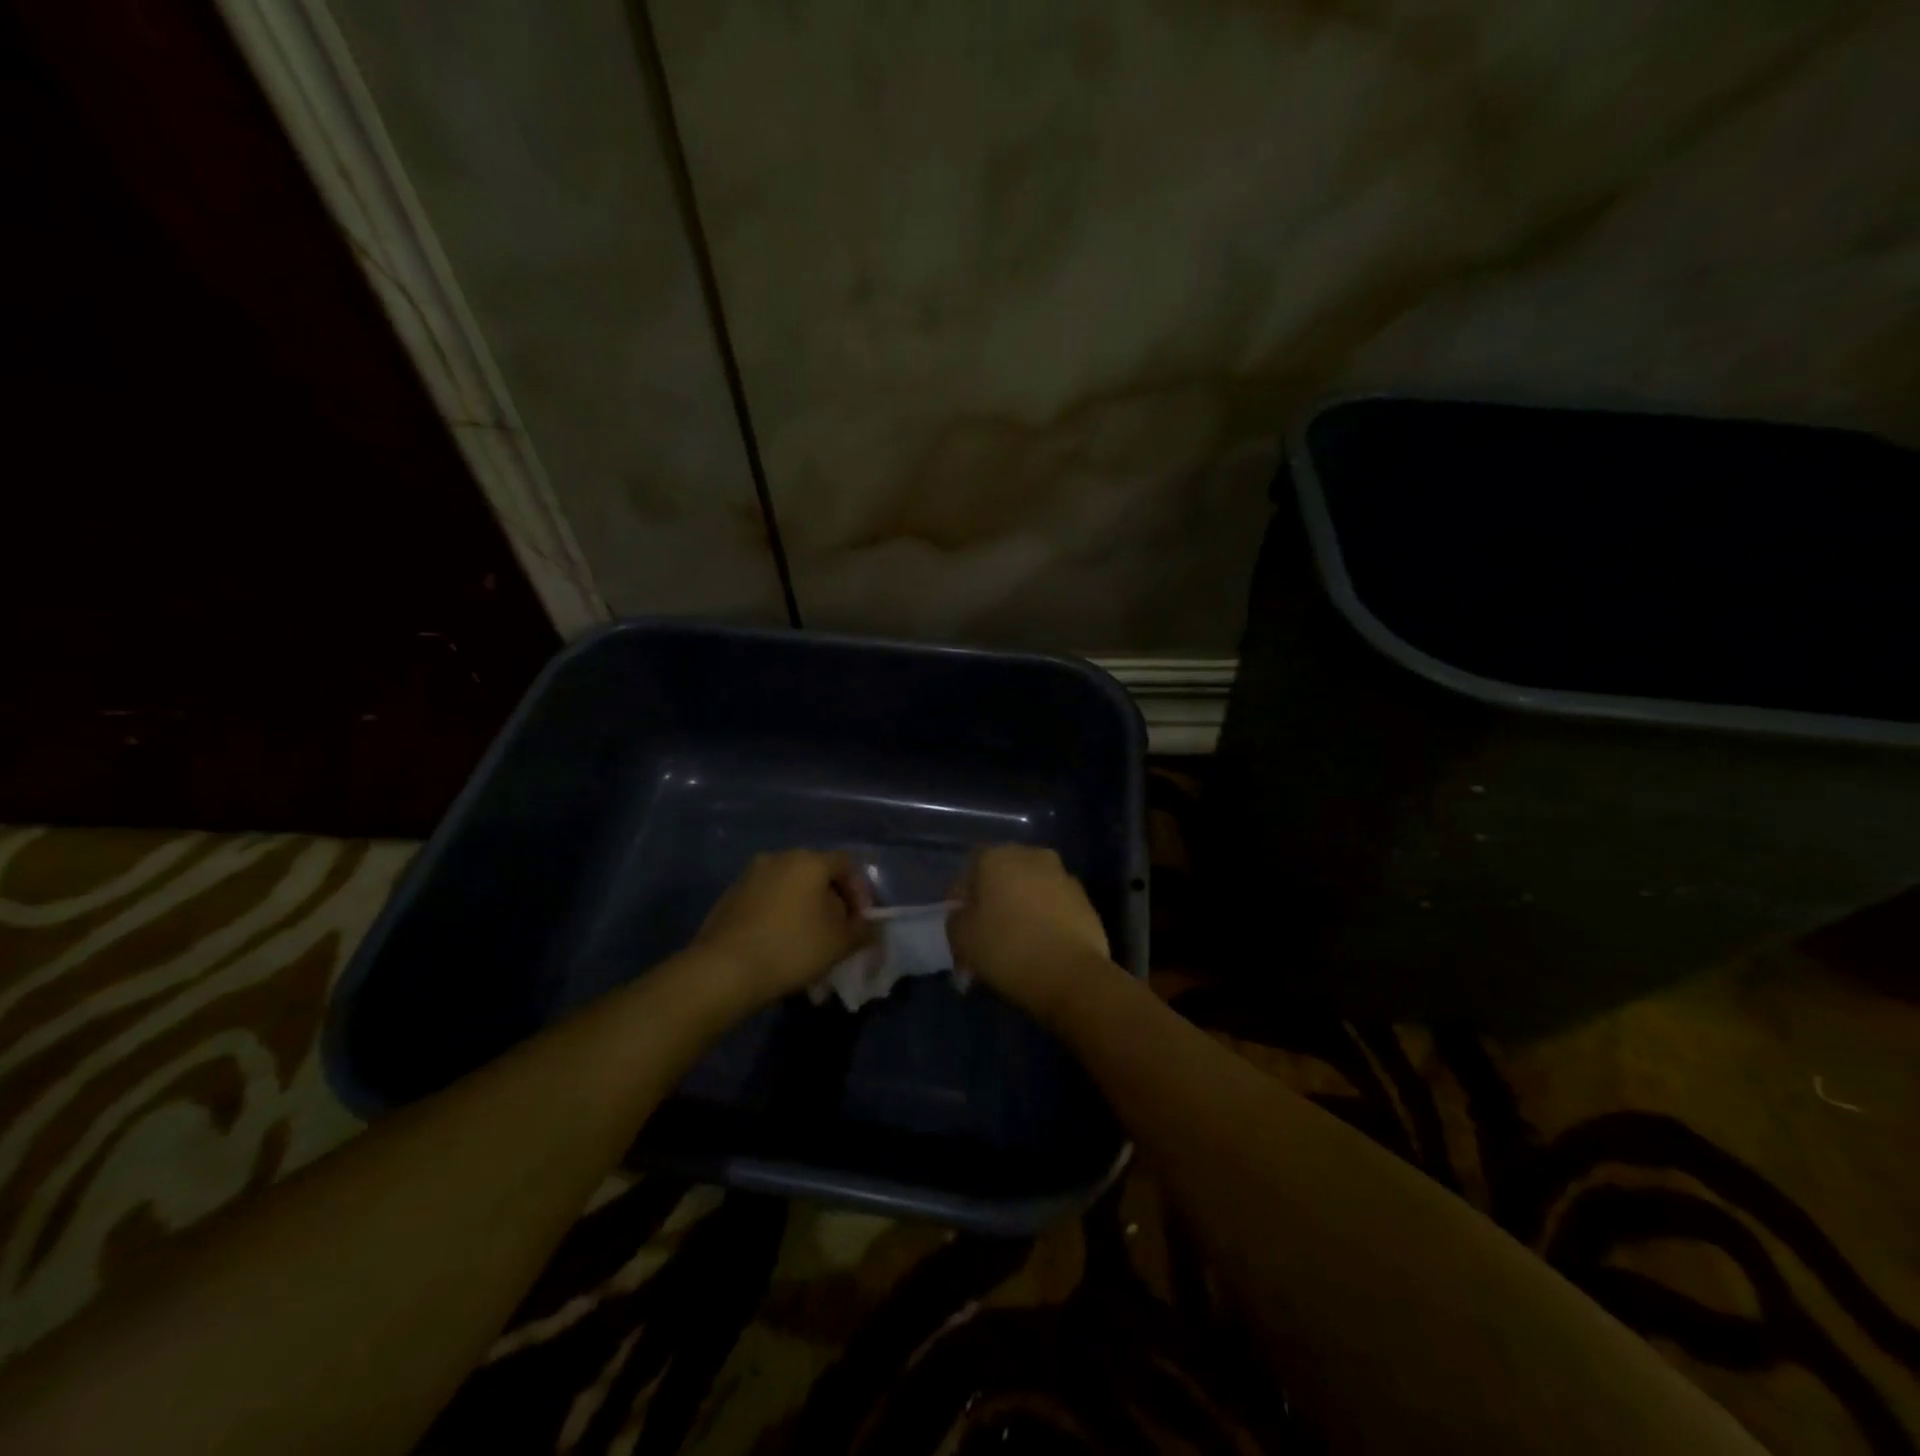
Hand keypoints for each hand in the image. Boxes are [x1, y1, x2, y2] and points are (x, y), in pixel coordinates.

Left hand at [691, 851, 870, 1008]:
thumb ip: (863, 930)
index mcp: (809, 861)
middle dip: (832, 901)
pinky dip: (780, 915)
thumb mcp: (840, 943)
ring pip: (790, 888)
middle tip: (838, 932)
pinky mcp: (730, 896)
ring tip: (809, 942)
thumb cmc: (792, 949)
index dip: (860, 891)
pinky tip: (780, 945)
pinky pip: (767, 900)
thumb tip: (872, 926)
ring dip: (805, 909)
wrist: (723, 970)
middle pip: (817, 874)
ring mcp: (750, 875)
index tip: (862, 921)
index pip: (846, 865)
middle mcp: (778, 858)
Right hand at [948, 846, 1114, 1026]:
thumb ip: (956, 919)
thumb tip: (965, 913)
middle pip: (1002, 878)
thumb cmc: (1008, 949)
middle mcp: (1032, 856)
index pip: (968, 873)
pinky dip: (1044, 921)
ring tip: (1014, 946)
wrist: (1072, 974)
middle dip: (993, 903)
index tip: (960, 929)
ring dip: (1020, 910)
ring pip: (1030, 892)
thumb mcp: (962, 938)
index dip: (960, 902)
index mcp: (997, 856)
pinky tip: (1039, 948)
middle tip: (985, 936)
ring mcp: (1063, 876)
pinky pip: (1053, 907)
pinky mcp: (1085, 900)